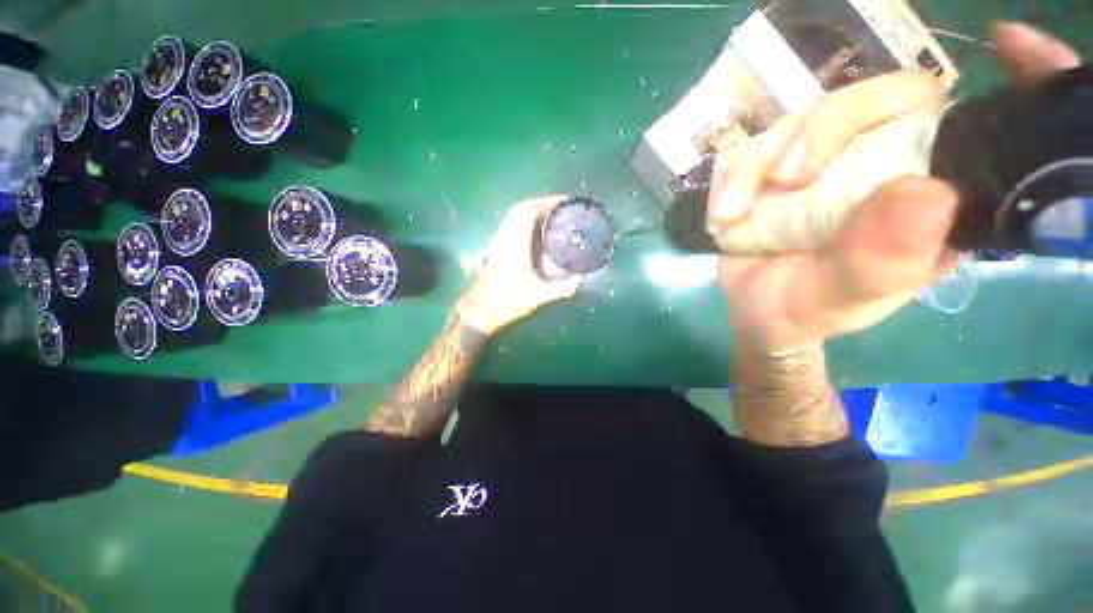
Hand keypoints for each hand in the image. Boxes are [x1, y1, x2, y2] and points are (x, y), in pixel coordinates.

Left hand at [457, 196, 580, 334]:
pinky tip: (540, 234)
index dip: (547, 201)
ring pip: (515, 216)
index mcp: (514, 242)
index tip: (566, 203)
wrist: (479, 311)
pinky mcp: (497, 249)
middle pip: (522, 208)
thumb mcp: (539, 296)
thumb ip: (563, 288)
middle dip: (544, 204)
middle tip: (564, 210)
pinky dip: (528, 222)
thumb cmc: (507, 301)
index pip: (528, 210)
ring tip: (555, 218)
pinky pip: (513, 226)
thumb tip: (580, 279)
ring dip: (535, 212)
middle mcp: (504, 237)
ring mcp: (498, 242)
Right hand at [711, 22, 1079, 352]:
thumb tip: (925, 192)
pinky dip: (729, 177)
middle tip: (786, 178)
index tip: (1009, 43)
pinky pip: (750, 147)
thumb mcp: (839, 298)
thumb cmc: (803, 313)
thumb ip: (878, 260)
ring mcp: (822, 164)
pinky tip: (722, 214)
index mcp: (929, 197)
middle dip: (823, 129)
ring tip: (732, 214)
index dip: (1013, 78)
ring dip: (756, 163)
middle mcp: (883, 166)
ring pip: (800, 118)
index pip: (976, 123)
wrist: (754, 316)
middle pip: (875, 99)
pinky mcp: (772, 170)